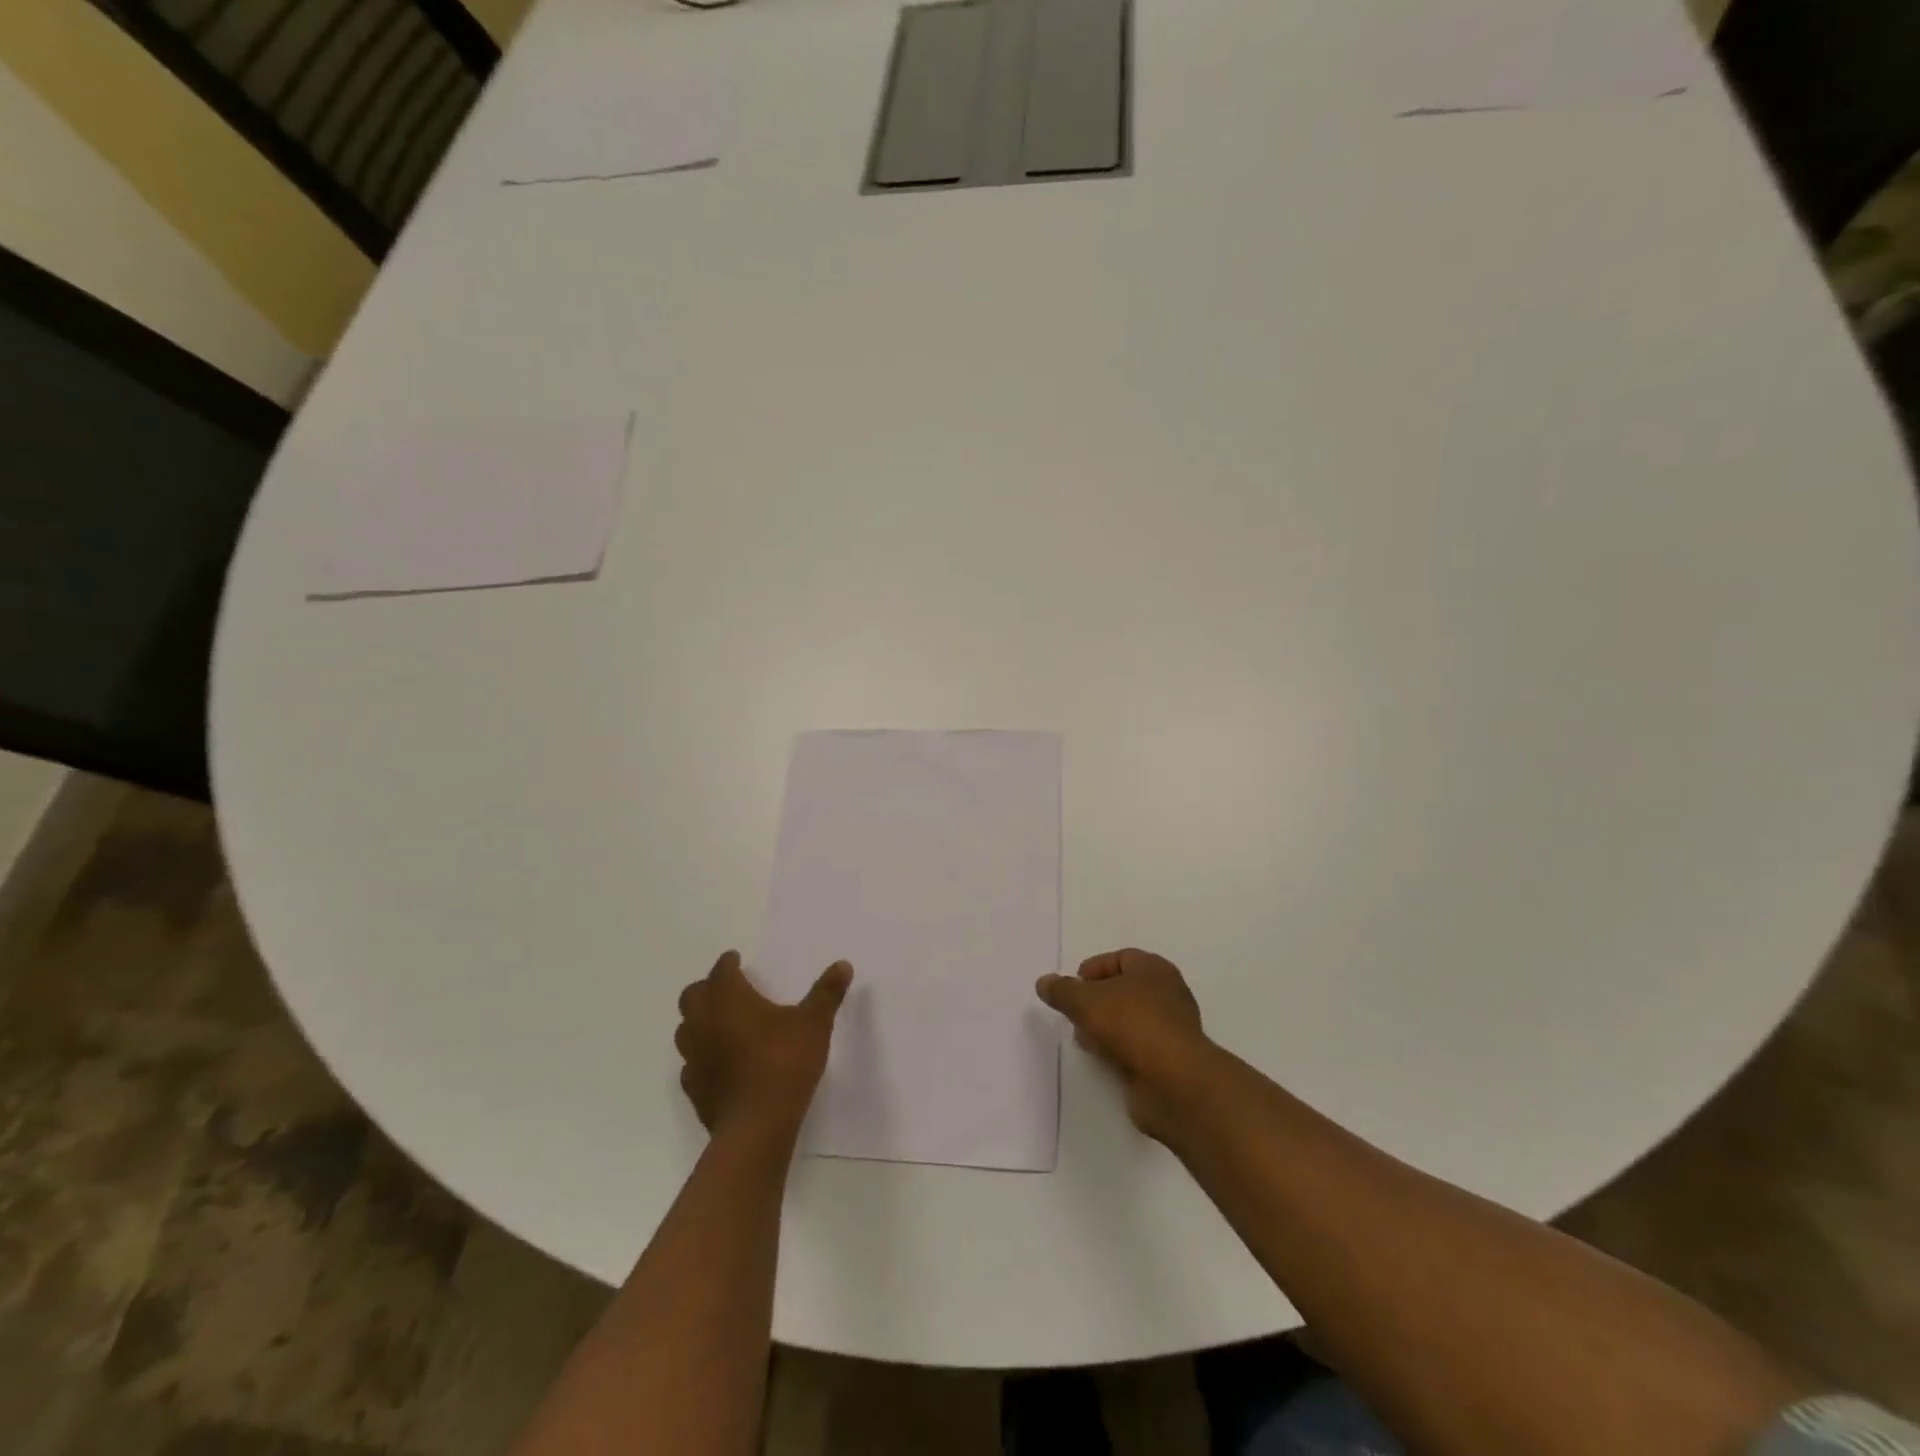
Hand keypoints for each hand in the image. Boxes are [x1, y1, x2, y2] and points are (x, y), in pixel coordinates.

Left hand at [675, 951, 851, 1137]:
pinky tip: (720, 1062)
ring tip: (722, 1023)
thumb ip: (826, 992)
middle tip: (728, 989)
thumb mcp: (814, 1022)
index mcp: (728, 998)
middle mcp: (703, 1021)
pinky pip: (691, 1063)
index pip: (721, 970)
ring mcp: (693, 1057)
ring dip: (700, 1021)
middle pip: (693, 996)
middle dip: (708, 988)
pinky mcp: (693, 1088)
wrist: (757, 1125)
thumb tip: (843, 964)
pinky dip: (702, 1056)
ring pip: (685, 1029)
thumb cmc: (784, 1062)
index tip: (736, 960)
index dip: (728, 963)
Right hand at [1037, 948, 1209, 1138]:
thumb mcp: (1085, 1000)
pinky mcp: (1168, 1060)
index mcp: (1154, 969)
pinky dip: (1118, 1051)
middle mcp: (1167, 994)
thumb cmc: (1131, 1024)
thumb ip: (1062, 990)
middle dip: (1096, 1001)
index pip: (1119, 958)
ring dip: (1105, 1028)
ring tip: (1084, 1040)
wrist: (1173, 1081)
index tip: (1071, 988)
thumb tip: (1044, 983)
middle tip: (1075, 1014)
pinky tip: (1102, 1060)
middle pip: (1123, 990)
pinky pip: (1136, 1048)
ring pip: (1129, 1021)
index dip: (1093, 970)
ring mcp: (1170, 1029)